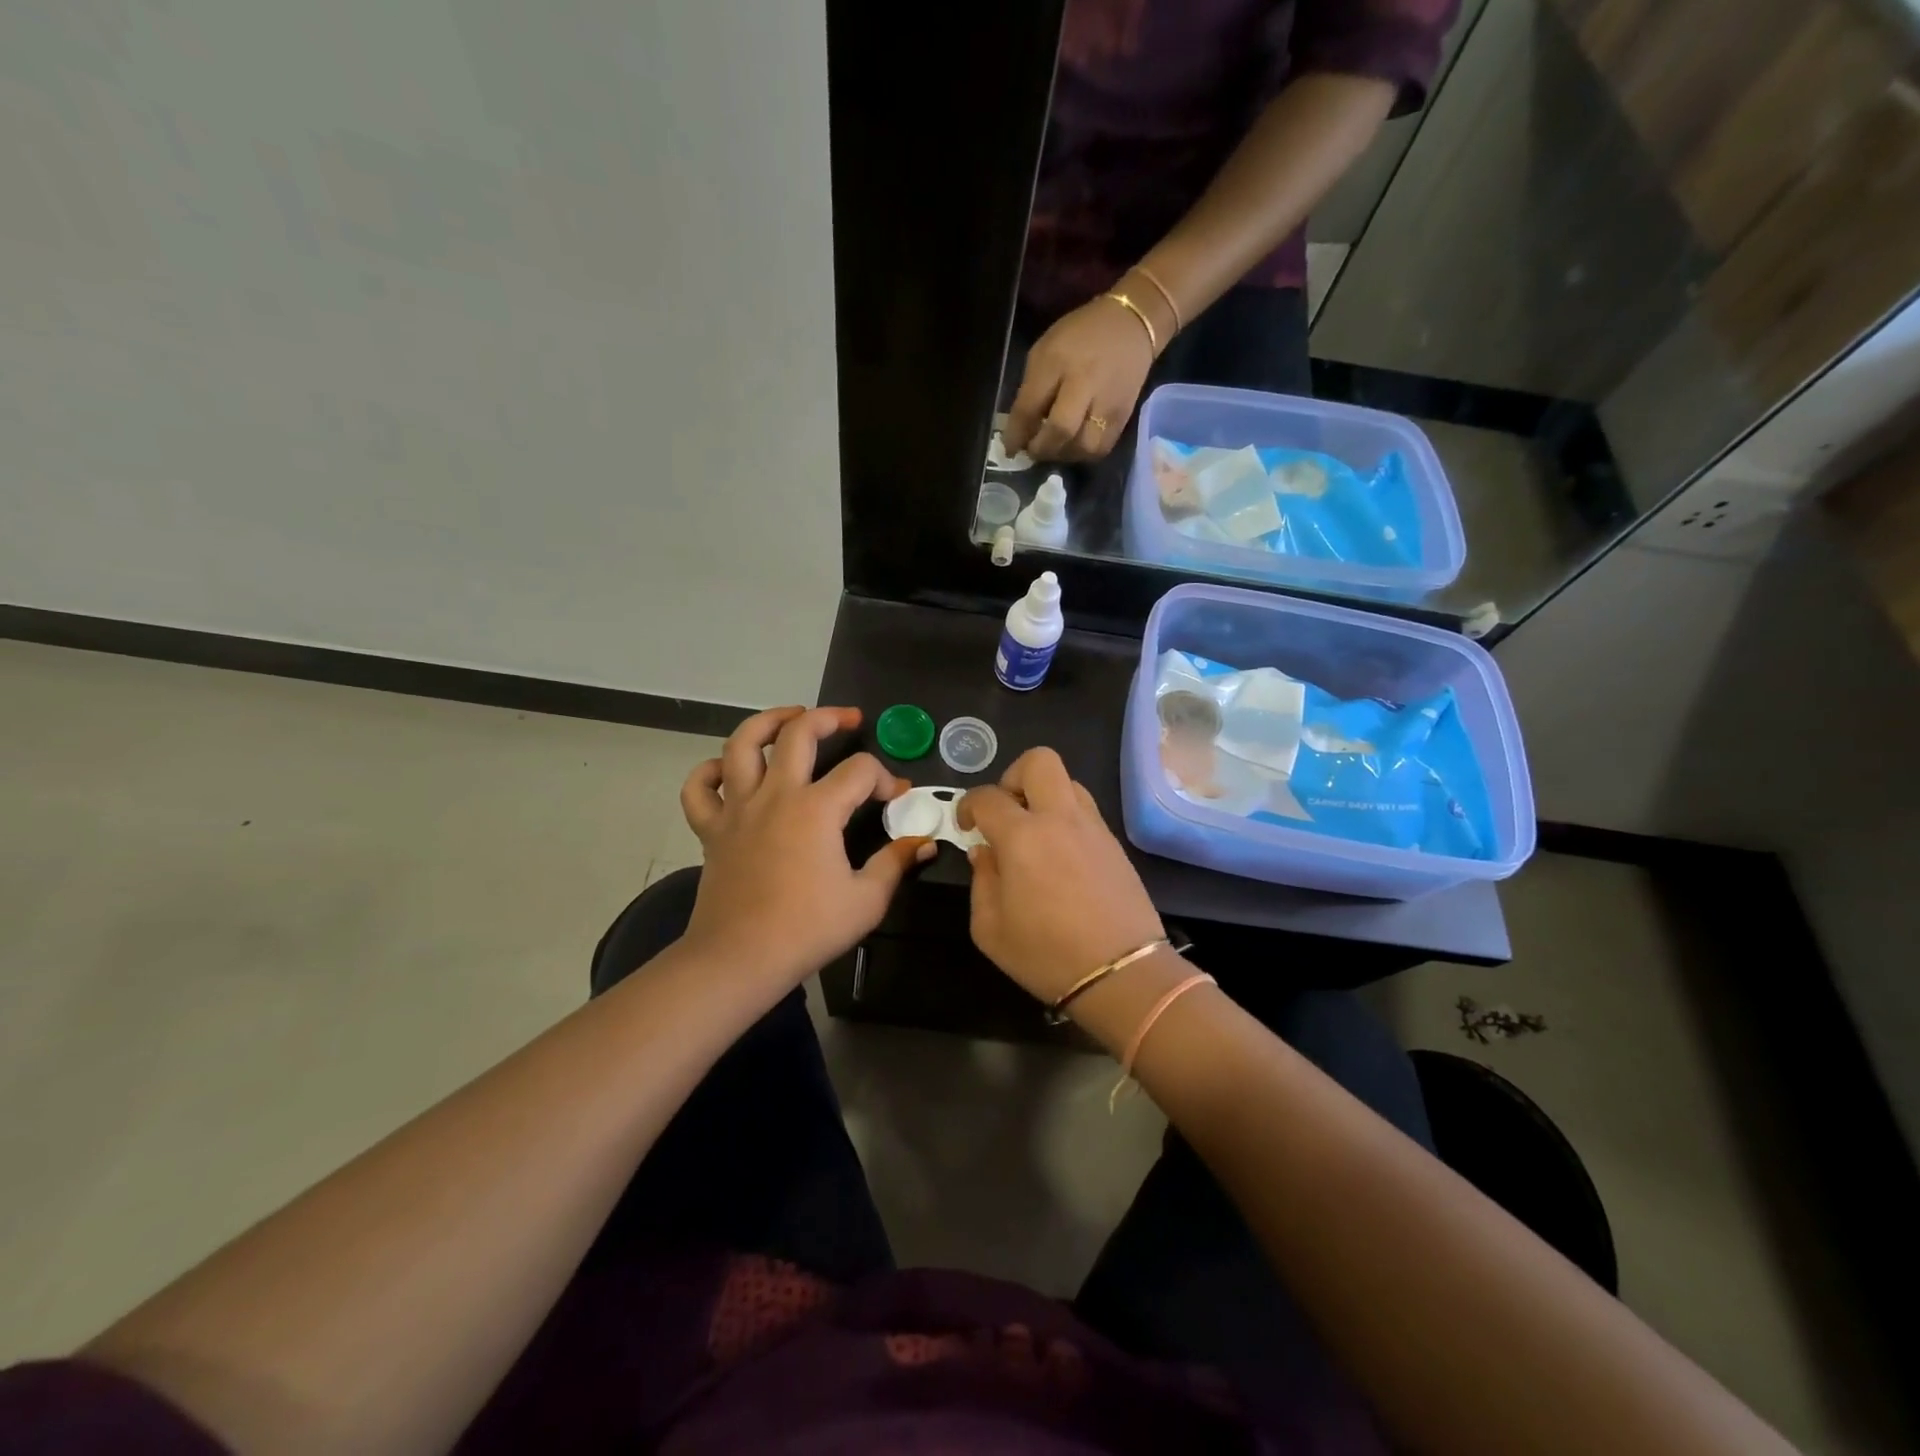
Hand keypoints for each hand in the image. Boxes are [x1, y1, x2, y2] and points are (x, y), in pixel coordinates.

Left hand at [679, 707, 933, 990]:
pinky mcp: (711, 828)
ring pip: (742, 744)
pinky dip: (709, 771)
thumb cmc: (807, 929)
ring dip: (768, 722)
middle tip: (848, 719)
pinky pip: (700, 787)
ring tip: (789, 718)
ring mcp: (738, 808)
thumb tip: (923, 842)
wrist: (740, 959)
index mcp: (817, 809)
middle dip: (829, 718)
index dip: (885, 777)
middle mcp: (776, 795)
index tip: (896, 797)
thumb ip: (895, 863)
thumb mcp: (867, 900)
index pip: (860, 771)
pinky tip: (728, 770)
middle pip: (799, 733)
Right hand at [958, 748, 1164, 1004]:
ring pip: (1068, 781)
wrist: (1123, 973)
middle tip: (1006, 812)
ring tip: (1034, 832)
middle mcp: (1060, 819)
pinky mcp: (1115, 843)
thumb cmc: (1046, 955)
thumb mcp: (990, 929)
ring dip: (1044, 795)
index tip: (967, 826)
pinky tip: (1060, 855)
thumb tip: (985, 852)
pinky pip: (1085, 810)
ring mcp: (1093, 827)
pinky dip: (1066, 818)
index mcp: (1022, 837)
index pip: (987, 797)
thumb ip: (982, 880)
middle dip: (1013, 775)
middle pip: (1039, 760)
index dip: (968, 805)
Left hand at [1002, 295, 1156, 462]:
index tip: (1010, 448)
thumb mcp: (1045, 351)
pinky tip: (1075, 446)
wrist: (1132, 323)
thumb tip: (1021, 430)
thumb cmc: (1079, 336)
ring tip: (1055, 448)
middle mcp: (1084, 381)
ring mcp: (1107, 401)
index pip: (1030, 407)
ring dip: (1064, 455)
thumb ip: (1031, 389)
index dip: (1016, 435)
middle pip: (1060, 430)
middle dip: (1041, 449)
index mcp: (1056, 361)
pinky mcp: (1124, 415)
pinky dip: (1083, 454)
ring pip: (1083, 446)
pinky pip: (1100, 449)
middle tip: (1033, 451)